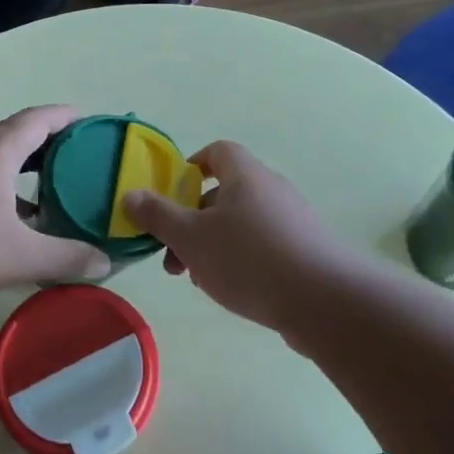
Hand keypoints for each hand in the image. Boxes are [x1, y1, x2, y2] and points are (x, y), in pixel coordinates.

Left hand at [0, 106, 110, 306]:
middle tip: (74, 154)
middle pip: (13, 130)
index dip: (64, 116)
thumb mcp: (20, 257)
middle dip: (45, 138)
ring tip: (44, 182)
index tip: (87, 120)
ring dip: (19, 159)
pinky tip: (2, 209)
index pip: (37, 119)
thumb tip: (105, 263)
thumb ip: (66, 258)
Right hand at [121, 141, 344, 332]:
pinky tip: (230, 291)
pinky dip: (240, 261)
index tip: (172, 194)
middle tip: (173, 255)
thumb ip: (157, 216)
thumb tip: (130, 195)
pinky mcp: (305, 251)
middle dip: (192, 221)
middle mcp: (271, 190)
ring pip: (241, 224)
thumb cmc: (248, 258)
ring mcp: (293, 221)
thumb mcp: (190, 237)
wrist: (323, 301)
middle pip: (224, 193)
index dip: (191, 167)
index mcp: (245, 175)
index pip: (217, 152)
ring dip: (212, 246)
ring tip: (197, 279)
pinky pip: (263, 246)